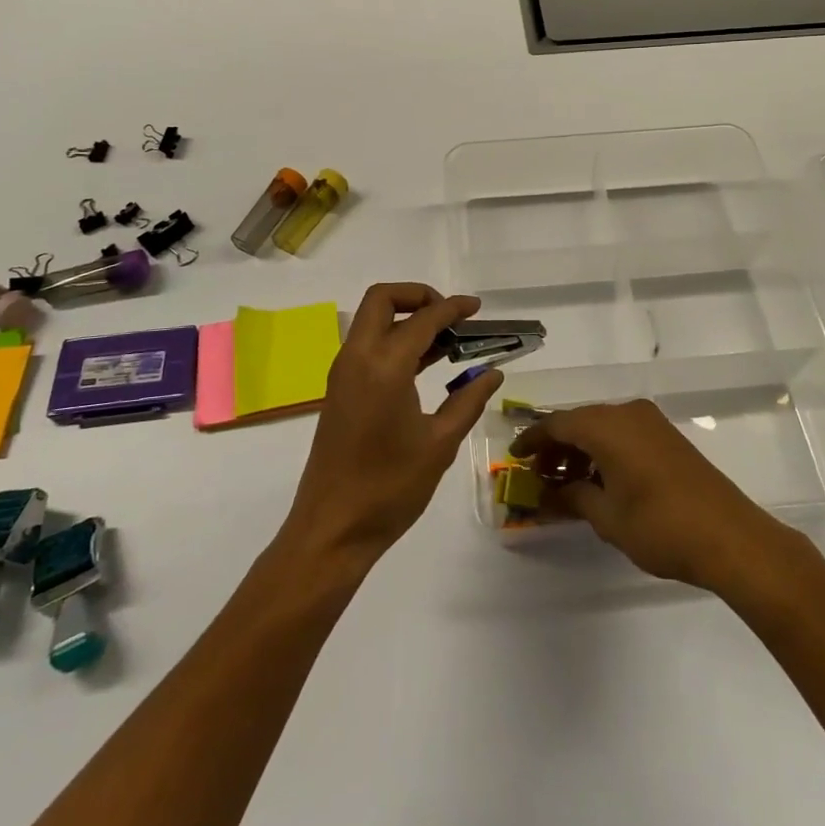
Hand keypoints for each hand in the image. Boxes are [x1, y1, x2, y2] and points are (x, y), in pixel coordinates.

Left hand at [284, 283, 503, 567]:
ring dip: (406, 318)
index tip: (476, 309)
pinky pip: (367, 346)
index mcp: (384, 366)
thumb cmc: (389, 488)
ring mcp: (344, 373)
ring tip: (447, 341)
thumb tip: (492, 373)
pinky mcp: (340, 390)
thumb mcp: (439, 444)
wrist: (332, 530)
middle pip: (383, 299)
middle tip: (451, 318)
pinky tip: (425, 365)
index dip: (452, 308)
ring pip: (372, 320)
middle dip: (418, 296)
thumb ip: (468, 401)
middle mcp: (358, 357)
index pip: (423, 319)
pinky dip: (394, 340)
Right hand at [513, 400, 801, 590]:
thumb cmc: (660, 526)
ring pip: (602, 427)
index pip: (558, 423)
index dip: (533, 440)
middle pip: (580, 421)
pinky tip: (599, 480)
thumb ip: (572, 499)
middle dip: (556, 446)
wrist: (730, 537)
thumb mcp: (607, 518)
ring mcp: (651, 422)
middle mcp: (627, 413)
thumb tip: (546, 495)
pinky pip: (623, 433)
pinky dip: (604, 450)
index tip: (515, 457)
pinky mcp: (667, 437)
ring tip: (566, 482)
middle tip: (538, 475)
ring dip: (580, 449)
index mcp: (607, 425)